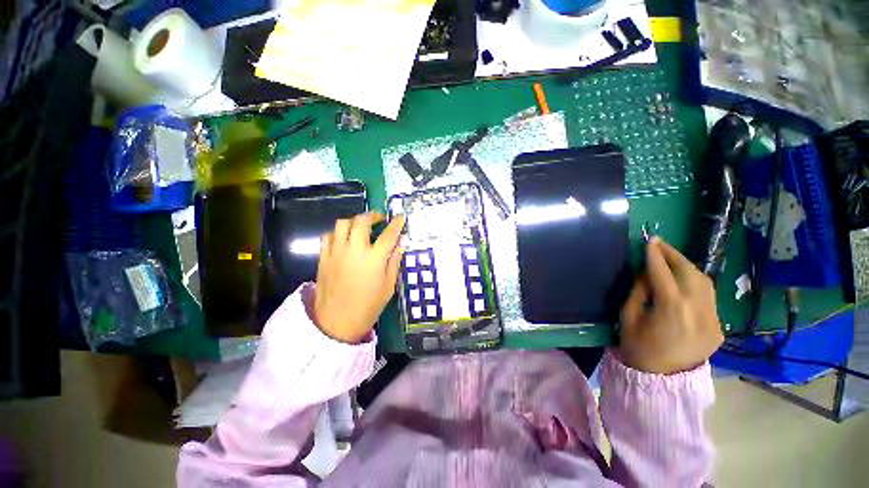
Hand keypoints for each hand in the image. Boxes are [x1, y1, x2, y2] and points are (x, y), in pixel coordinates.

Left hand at [314, 213, 404, 343]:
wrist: (336, 322)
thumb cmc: (368, 307)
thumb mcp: (388, 287)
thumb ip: (394, 263)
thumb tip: (399, 246)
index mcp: (374, 259)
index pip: (388, 235)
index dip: (396, 224)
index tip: (400, 217)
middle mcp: (355, 250)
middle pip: (362, 221)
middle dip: (373, 215)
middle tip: (379, 218)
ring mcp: (337, 252)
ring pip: (342, 224)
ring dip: (354, 221)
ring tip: (361, 226)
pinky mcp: (324, 257)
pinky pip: (328, 236)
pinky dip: (338, 232)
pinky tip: (344, 239)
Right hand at [617, 238, 723, 374]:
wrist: (661, 380)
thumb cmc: (637, 347)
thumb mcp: (628, 317)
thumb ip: (639, 292)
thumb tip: (646, 272)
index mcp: (671, 309)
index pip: (663, 273)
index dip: (655, 255)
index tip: (650, 241)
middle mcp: (697, 311)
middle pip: (691, 273)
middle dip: (675, 256)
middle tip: (660, 245)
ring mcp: (713, 320)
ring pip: (705, 283)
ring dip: (687, 267)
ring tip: (671, 258)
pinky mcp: (719, 327)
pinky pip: (708, 298)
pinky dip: (695, 284)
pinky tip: (684, 281)